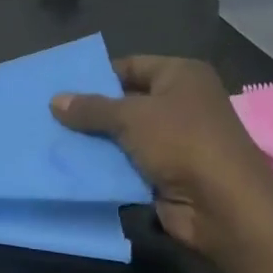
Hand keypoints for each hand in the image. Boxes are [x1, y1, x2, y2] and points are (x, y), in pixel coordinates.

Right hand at [51, 55, 272, 266]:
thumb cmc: (182, 142)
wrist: (224, 207)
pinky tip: (72, 165)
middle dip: (91, 110)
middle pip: (125, 101)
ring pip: (124, 135)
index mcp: (182, 76)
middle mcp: (182, 103)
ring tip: (51, 138)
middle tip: (48, 113)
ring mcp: (176, 140)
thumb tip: (54, 100)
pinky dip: (106, 165)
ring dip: (94, 140)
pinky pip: (128, 163)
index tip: (59, 86)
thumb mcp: (130, 116)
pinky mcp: (168, 173)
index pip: (130, 66)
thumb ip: (90, 108)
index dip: (96, 75)